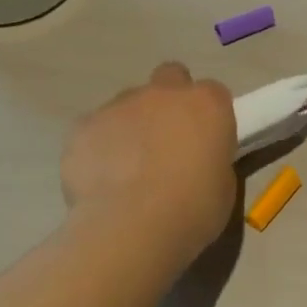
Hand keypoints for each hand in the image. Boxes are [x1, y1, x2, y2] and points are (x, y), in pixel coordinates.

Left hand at [62, 63, 236, 269]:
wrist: (132, 228)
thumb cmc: (193, 209)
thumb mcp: (223, 185)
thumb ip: (209, 159)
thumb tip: (193, 161)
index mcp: (206, 105)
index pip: (213, 93)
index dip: (209, 116)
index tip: (206, 142)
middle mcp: (163, 94)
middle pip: (169, 78)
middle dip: (169, 101)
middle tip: (167, 141)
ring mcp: (119, 106)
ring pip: (128, 103)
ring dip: (133, 125)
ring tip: (129, 169)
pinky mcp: (83, 126)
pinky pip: (94, 129)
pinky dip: (99, 146)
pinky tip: (102, 179)